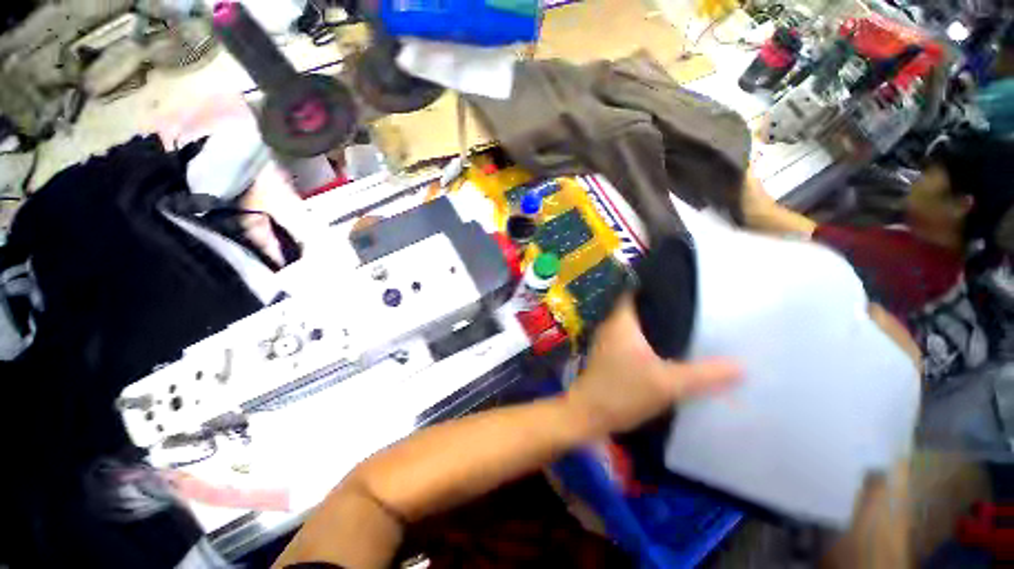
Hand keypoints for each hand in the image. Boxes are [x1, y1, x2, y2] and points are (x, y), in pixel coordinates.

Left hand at [565, 296, 739, 437]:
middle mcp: (611, 325)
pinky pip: (631, 338)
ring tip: (683, 323)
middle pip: (636, 306)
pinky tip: (665, 347)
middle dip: (660, 305)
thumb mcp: (667, 384)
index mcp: (620, 321)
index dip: (653, 284)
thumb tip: (741, 365)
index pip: (633, 290)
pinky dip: (647, 338)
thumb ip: (703, 375)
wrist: (588, 414)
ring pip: (634, 323)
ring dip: (654, 323)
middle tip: (690, 305)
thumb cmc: (622, 392)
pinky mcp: (609, 355)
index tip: (678, 283)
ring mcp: (608, 340)